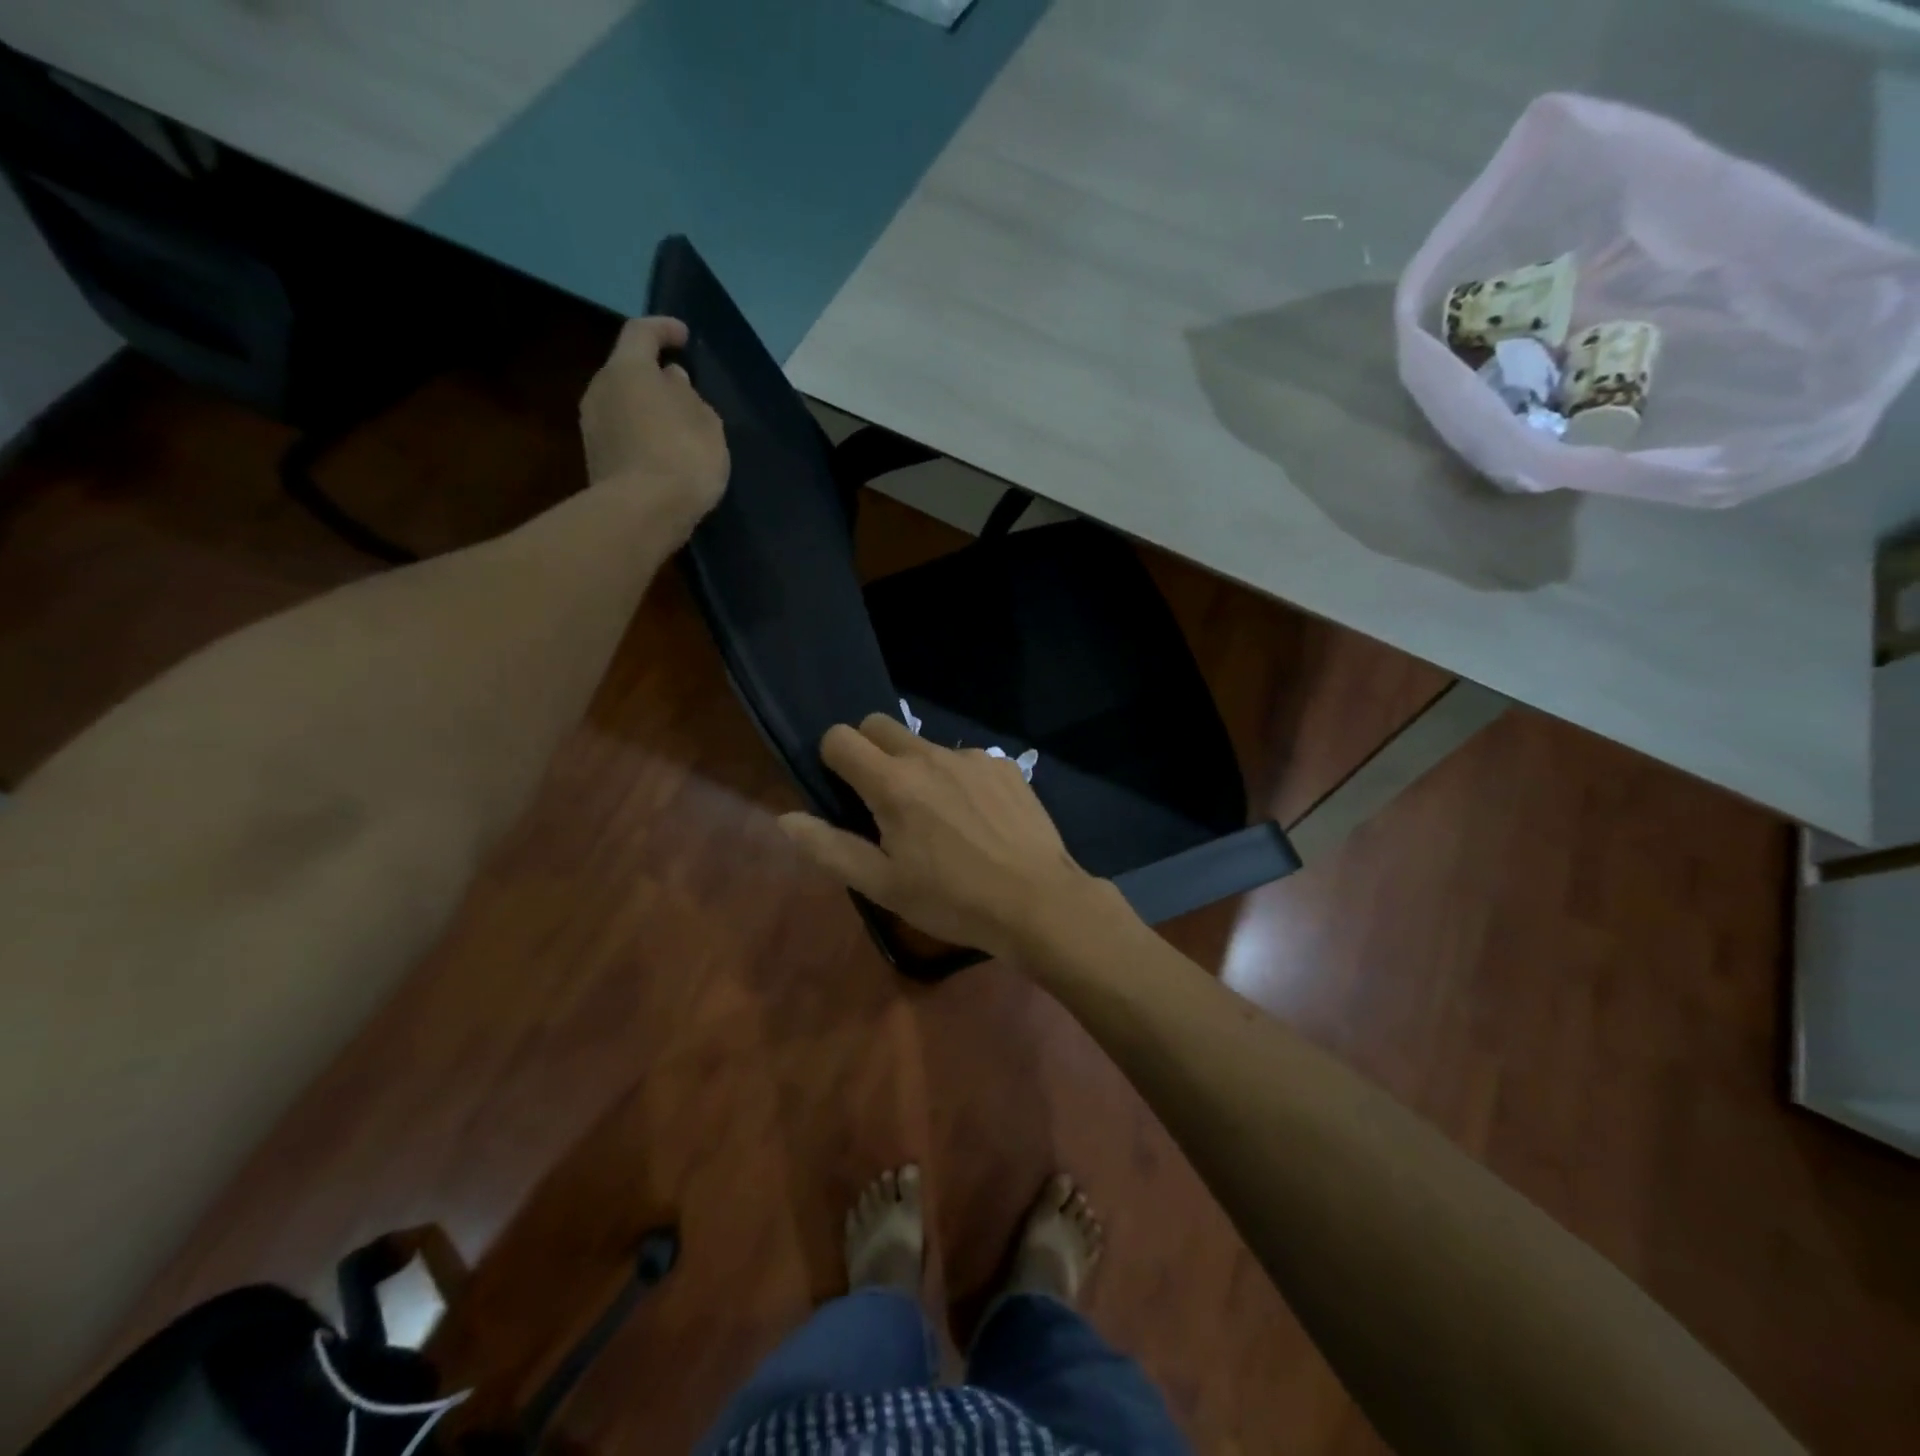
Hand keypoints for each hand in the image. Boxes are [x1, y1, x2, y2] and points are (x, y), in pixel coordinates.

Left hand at [579, 316, 728, 539]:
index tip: (684, 336)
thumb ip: (689, 395)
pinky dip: (641, 435)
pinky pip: (622, 434)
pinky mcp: (595, 459)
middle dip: (655, 376)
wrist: (643, 514)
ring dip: (648, 409)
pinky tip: (664, 455)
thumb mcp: (706, 422)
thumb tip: (672, 380)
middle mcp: (600, 389)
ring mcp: (592, 426)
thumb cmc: (683, 457)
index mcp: (627, 369)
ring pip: (623, 404)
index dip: (664, 329)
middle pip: (628, 370)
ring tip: (677, 428)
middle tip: (685, 391)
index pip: (641, 333)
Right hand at [778, 714, 1113, 960]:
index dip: (832, 760)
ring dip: (917, 768)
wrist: (1037, 902)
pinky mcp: (1005, 766)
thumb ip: (828, 847)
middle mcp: (930, 755)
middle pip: (879, 725)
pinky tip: (977, 819)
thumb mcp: (882, 885)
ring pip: (925, 744)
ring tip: (939, 818)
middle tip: (883, 799)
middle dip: (868, 751)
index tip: (844, 792)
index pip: (840, 738)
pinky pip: (966, 759)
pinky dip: (958, 779)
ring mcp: (972, 757)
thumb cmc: (952, 900)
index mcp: (893, 782)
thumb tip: (786, 818)